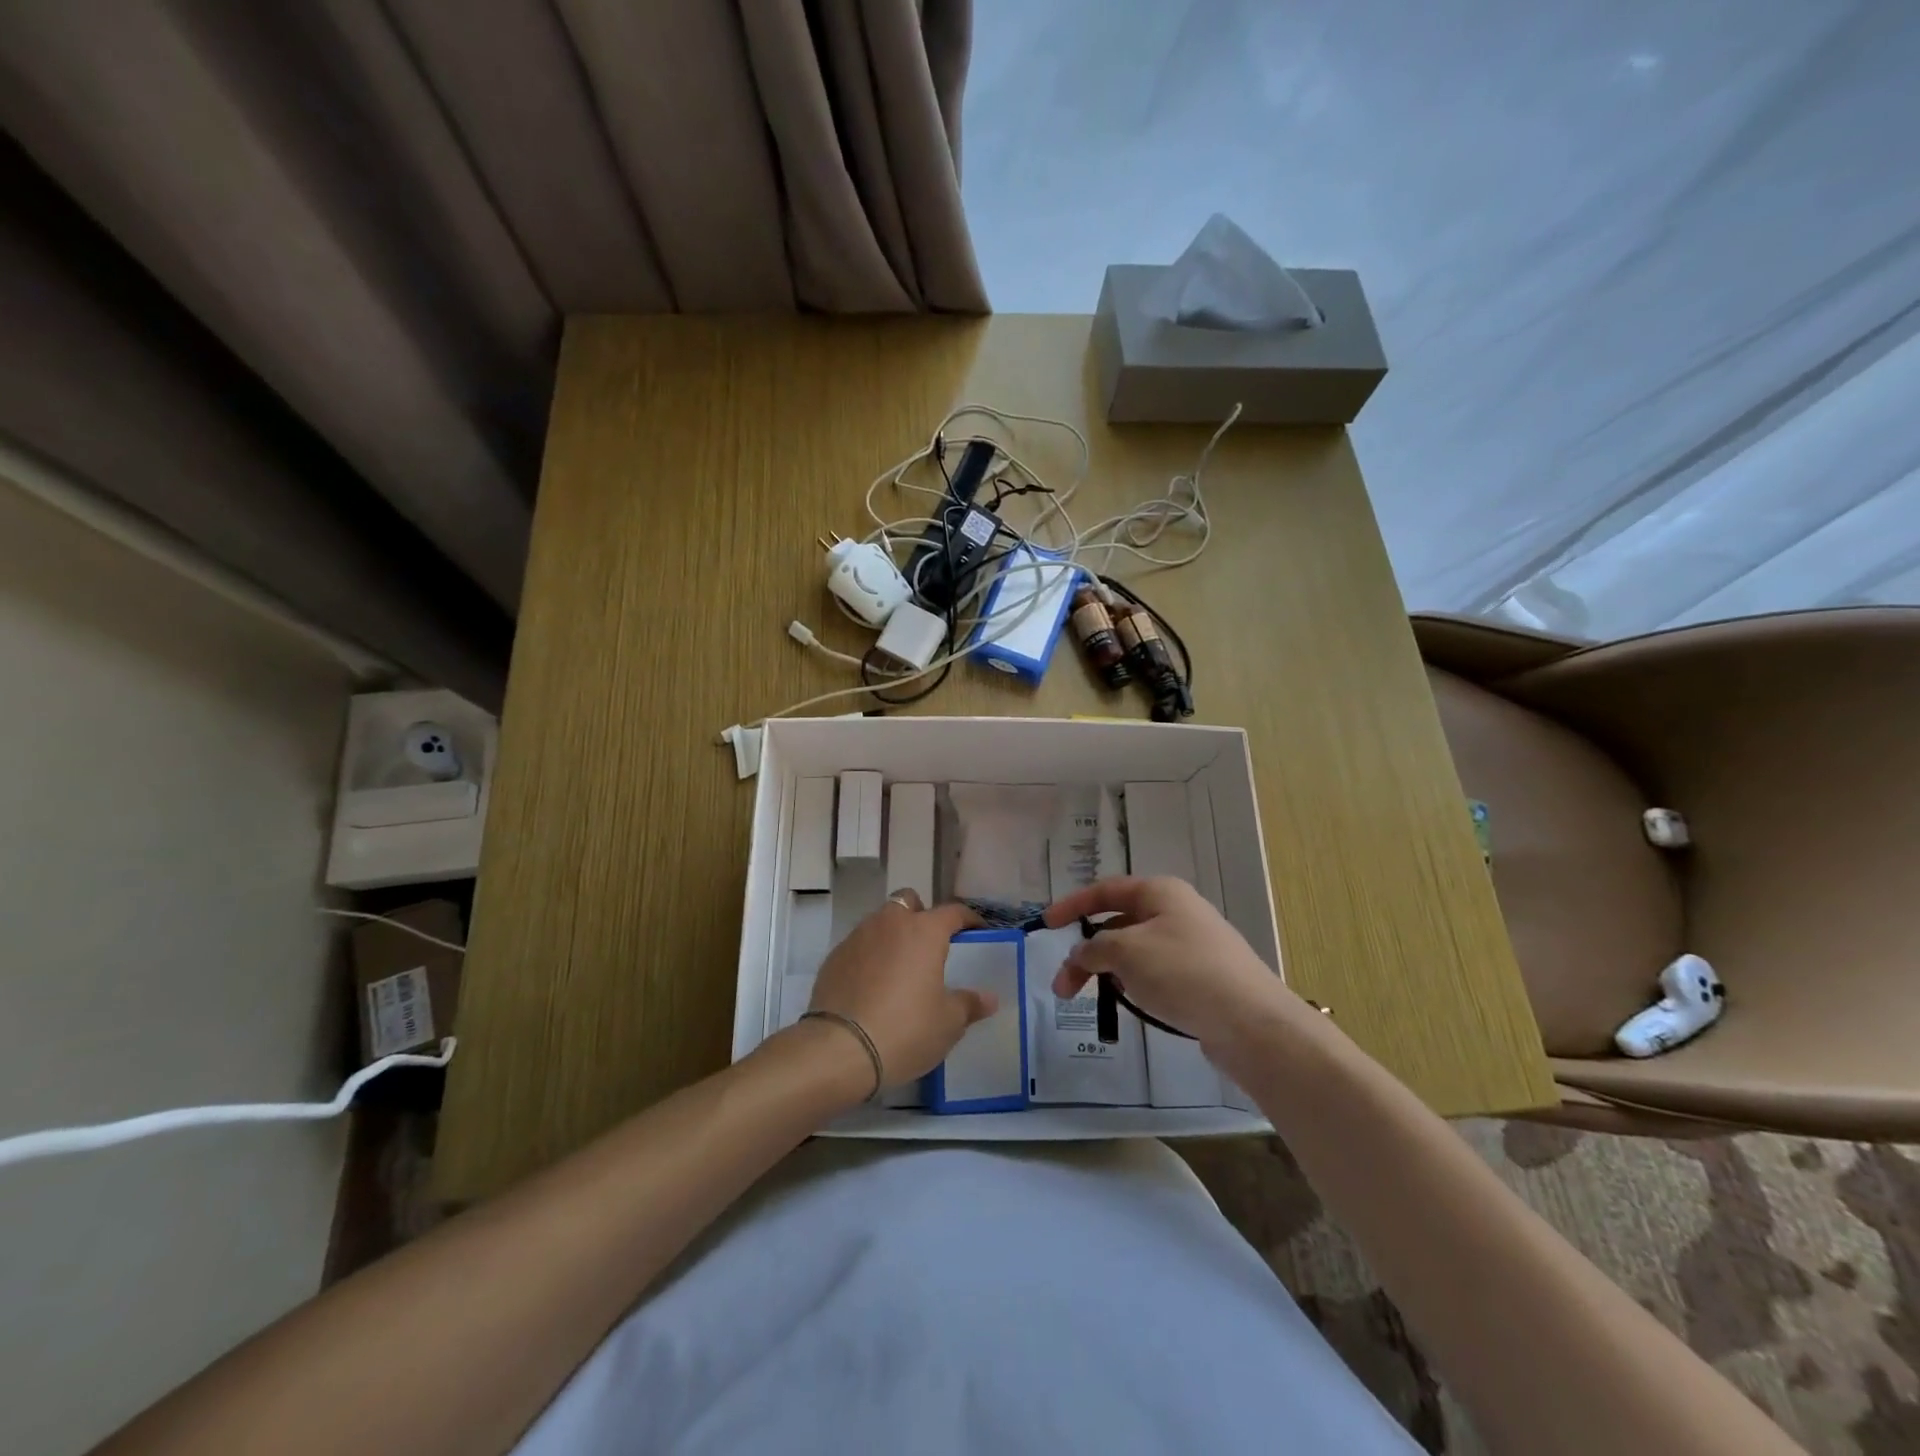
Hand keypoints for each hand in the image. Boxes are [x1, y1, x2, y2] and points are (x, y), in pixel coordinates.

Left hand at [807, 890, 992, 1090]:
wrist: (839, 1050)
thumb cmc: (905, 1030)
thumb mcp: (948, 1023)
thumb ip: (969, 1004)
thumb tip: (989, 998)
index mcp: (924, 932)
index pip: (953, 912)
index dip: (968, 919)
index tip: (977, 931)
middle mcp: (890, 923)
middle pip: (909, 902)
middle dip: (921, 915)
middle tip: (930, 946)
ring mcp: (858, 937)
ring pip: (880, 921)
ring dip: (893, 934)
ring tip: (900, 967)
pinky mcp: (834, 957)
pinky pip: (859, 945)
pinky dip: (869, 956)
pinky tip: (872, 985)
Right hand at [1043, 876, 1292, 1049]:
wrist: (1252, 1023)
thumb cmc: (1183, 973)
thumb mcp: (1126, 952)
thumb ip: (1093, 948)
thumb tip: (1080, 955)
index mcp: (1160, 893)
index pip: (1105, 890)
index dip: (1072, 905)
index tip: (1045, 926)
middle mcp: (1176, 912)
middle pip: (1117, 924)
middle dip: (1086, 952)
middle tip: (1063, 986)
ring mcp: (1192, 946)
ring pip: (1135, 951)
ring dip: (1109, 970)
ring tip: (1094, 998)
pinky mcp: (1201, 978)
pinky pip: (1155, 973)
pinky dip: (1134, 984)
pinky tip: (1131, 1004)